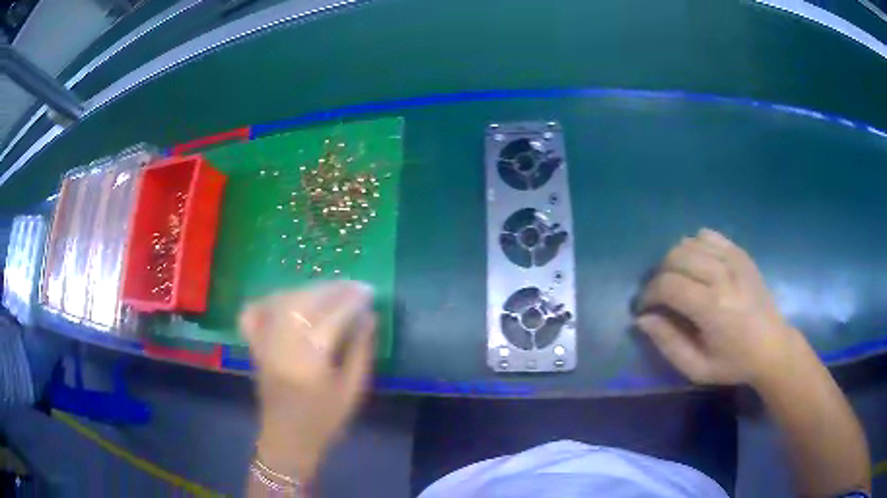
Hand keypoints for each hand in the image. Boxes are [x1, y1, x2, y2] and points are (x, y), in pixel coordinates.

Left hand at [239, 281, 375, 480]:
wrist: (287, 439)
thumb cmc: (325, 420)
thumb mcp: (352, 391)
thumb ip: (361, 351)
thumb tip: (368, 316)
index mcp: (310, 362)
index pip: (332, 317)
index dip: (351, 300)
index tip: (368, 291)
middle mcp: (282, 347)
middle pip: (304, 302)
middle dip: (331, 288)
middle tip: (351, 286)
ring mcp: (264, 344)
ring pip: (281, 301)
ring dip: (306, 289)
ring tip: (328, 290)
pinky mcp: (254, 346)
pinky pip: (254, 312)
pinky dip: (268, 300)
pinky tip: (286, 298)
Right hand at [635, 228, 803, 386]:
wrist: (773, 347)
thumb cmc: (734, 363)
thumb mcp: (697, 368)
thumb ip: (668, 343)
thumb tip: (642, 319)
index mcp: (712, 308)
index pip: (668, 285)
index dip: (648, 295)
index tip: (643, 309)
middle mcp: (723, 276)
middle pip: (675, 257)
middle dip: (658, 275)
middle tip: (658, 296)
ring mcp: (734, 259)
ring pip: (689, 243)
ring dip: (674, 260)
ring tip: (676, 281)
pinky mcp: (740, 253)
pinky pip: (707, 236)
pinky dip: (694, 246)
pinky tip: (696, 266)